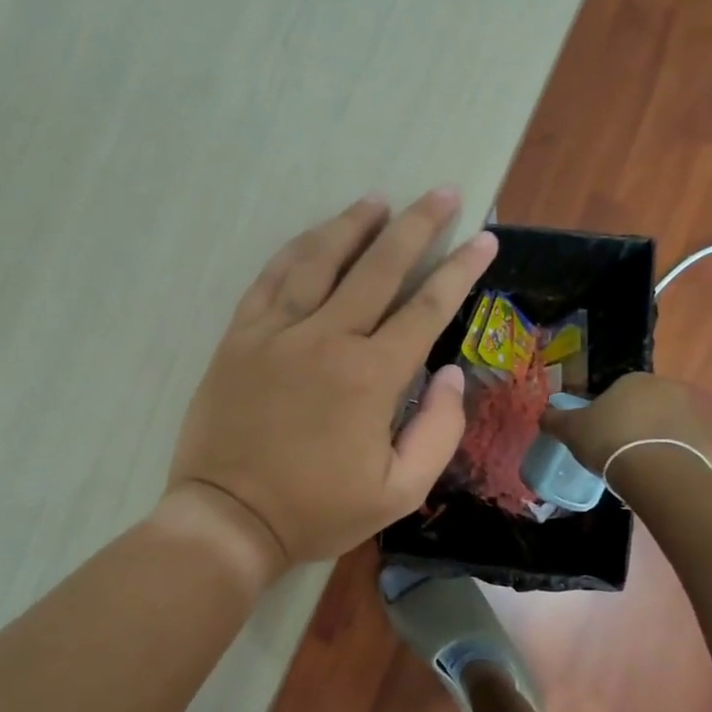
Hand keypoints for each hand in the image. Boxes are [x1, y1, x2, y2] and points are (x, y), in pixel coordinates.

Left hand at [165, 189, 497, 578]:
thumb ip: (438, 431)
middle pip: (378, 266)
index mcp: (371, 376)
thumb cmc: (316, 511)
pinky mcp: (239, 337)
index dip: (460, 269)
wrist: (228, 517)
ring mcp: (276, 332)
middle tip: (441, 193)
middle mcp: (326, 338)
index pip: (426, 308)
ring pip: (319, 260)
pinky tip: (312, 237)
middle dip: (416, 225)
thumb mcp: (398, 492)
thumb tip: (452, 374)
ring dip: (352, 225)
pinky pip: (270, 279)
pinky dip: (294, 251)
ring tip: (377, 200)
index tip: (484, 238)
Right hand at [539, 371, 710, 474]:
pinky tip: (657, 472)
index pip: (618, 390)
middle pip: (645, 404)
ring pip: (666, 424)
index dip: (607, 411)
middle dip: (634, 422)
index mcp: (635, 379)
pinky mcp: (708, 439)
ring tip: (638, 464)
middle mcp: (668, 388)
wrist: (656, 472)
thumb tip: (543, 414)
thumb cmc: (609, 440)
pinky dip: (672, 454)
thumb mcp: (570, 429)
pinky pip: (684, 445)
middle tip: (617, 447)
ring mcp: (693, 412)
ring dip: (655, 437)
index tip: (599, 432)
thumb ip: (555, 419)